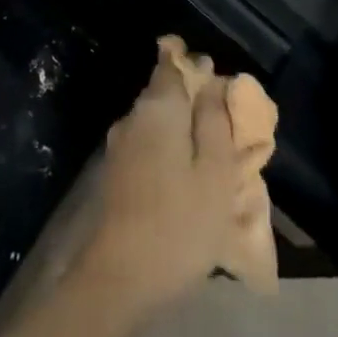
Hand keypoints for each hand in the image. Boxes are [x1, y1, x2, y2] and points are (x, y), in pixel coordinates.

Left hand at [79, 44, 246, 311]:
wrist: (121, 275)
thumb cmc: (180, 222)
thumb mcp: (215, 173)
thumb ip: (215, 122)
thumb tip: (213, 81)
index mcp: (158, 108)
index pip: (168, 64)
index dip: (188, 61)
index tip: (210, 68)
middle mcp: (133, 117)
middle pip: (162, 92)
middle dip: (189, 96)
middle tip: (222, 116)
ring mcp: (119, 145)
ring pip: (155, 121)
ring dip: (180, 126)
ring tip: (211, 150)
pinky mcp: (115, 172)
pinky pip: (147, 145)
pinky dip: (168, 149)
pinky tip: (186, 176)